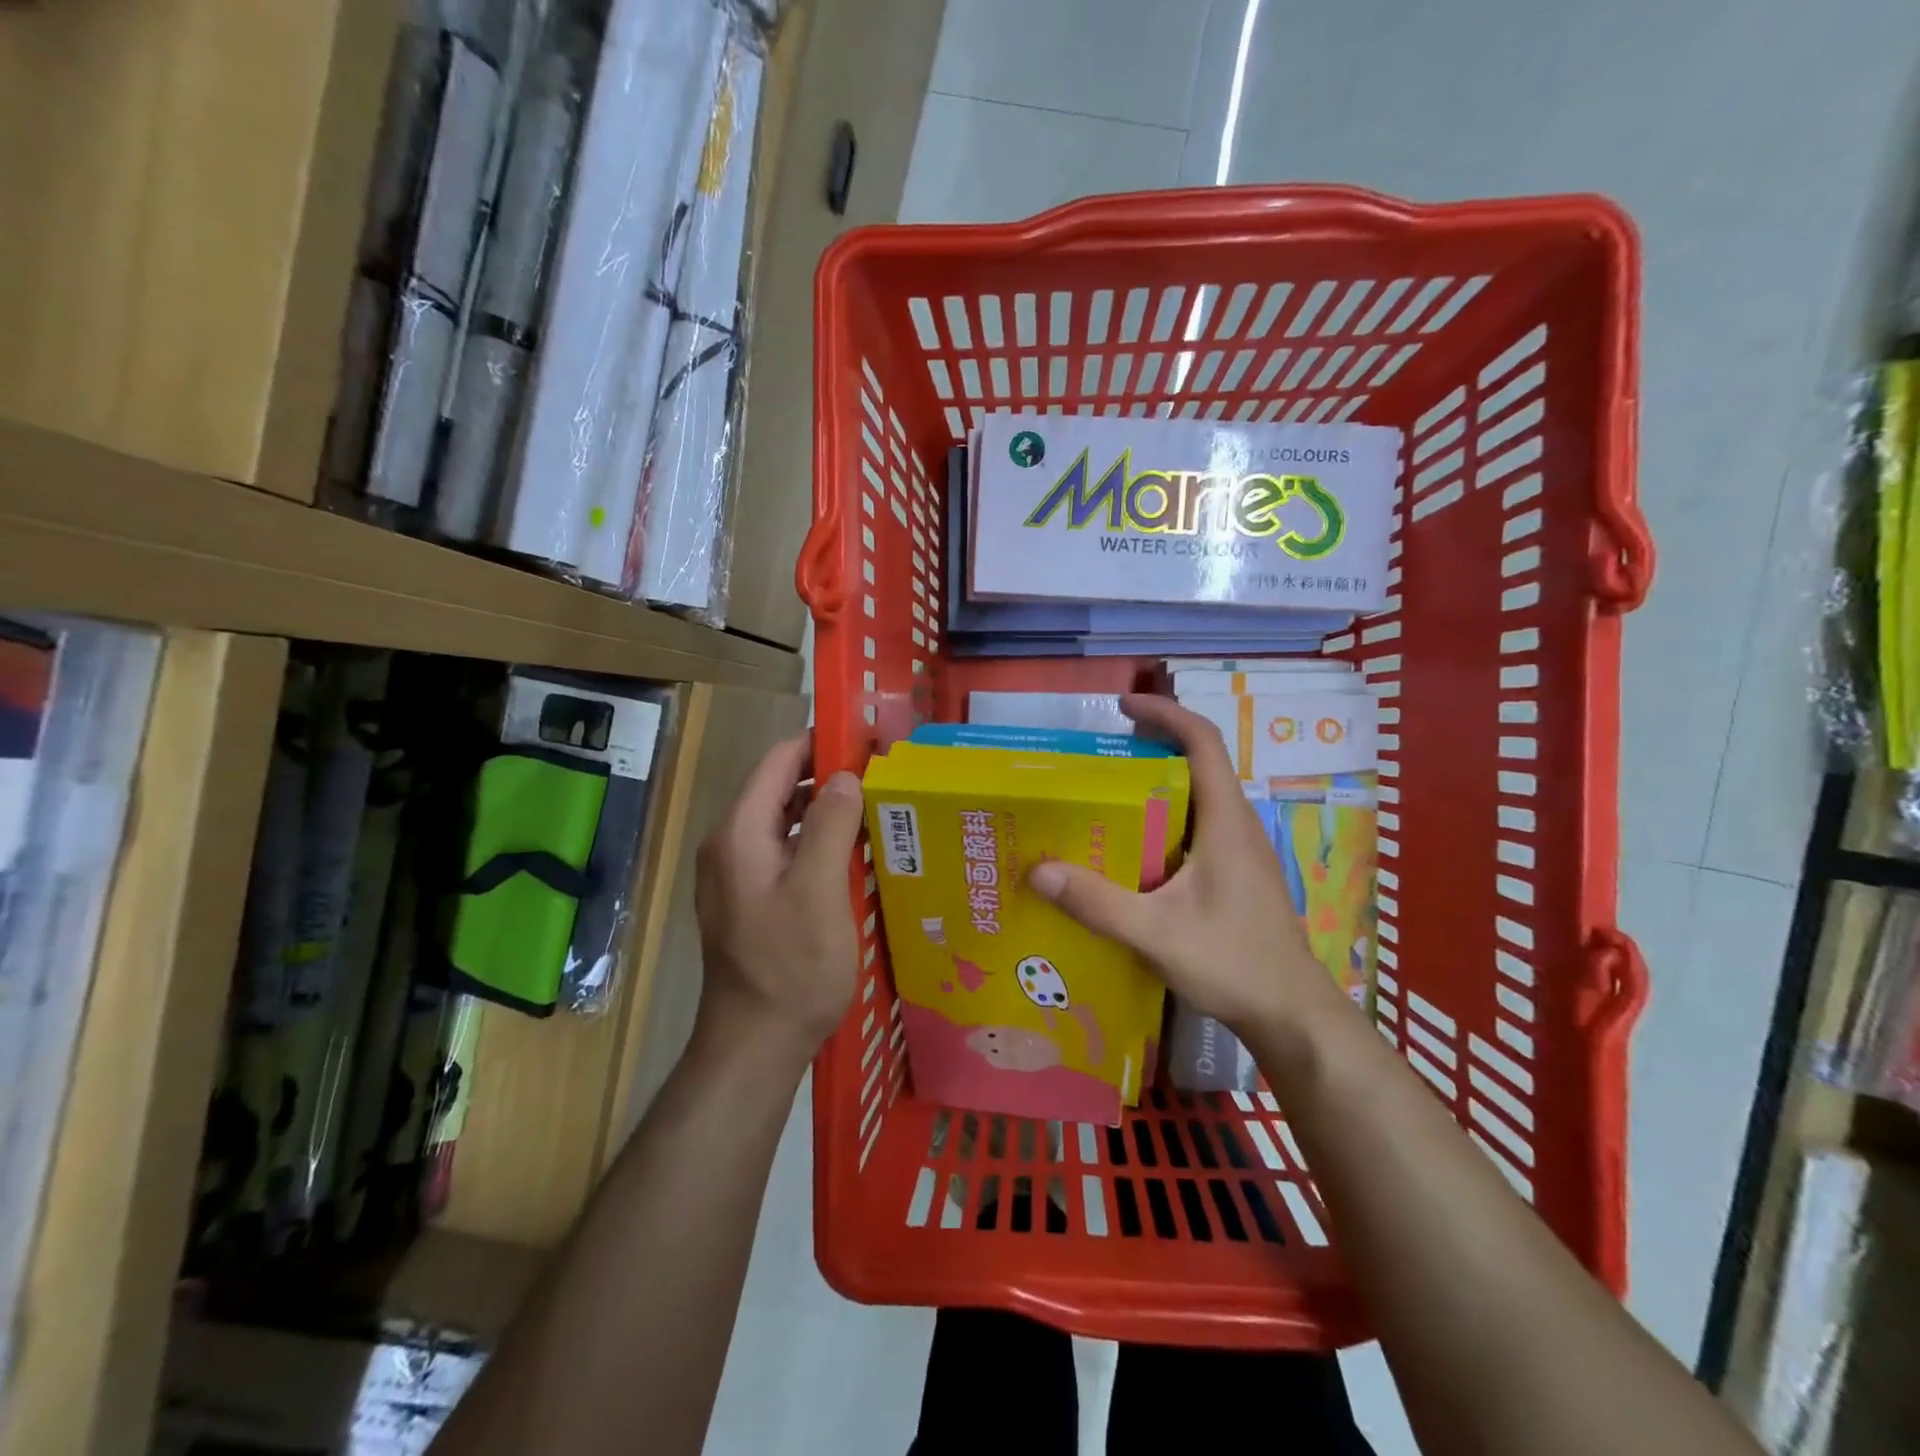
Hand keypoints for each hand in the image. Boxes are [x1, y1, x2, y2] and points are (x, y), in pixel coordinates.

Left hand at [694, 735, 864, 1052]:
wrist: (754, 1045)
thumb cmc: (791, 967)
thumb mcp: (818, 891)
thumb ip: (829, 825)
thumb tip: (844, 777)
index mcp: (739, 833)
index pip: (778, 762)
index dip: (820, 744)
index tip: (869, 741)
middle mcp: (730, 845)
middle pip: (780, 790)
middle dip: (829, 777)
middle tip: (884, 776)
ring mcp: (736, 875)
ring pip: (784, 823)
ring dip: (826, 811)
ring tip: (877, 809)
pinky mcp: (750, 900)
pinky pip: (785, 852)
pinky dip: (817, 842)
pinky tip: (854, 854)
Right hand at [1026, 694, 1347, 1036]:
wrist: (1292, 1014)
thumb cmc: (1234, 963)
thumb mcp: (1157, 934)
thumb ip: (1098, 903)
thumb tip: (1037, 870)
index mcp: (1225, 821)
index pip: (1203, 743)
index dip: (1166, 713)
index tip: (1123, 707)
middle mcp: (1236, 824)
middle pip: (1197, 763)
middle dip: (1152, 747)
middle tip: (1098, 757)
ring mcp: (1240, 850)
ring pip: (1196, 797)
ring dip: (1156, 785)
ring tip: (1104, 797)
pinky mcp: (1236, 873)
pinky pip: (1196, 826)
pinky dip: (1163, 819)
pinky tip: (1132, 851)